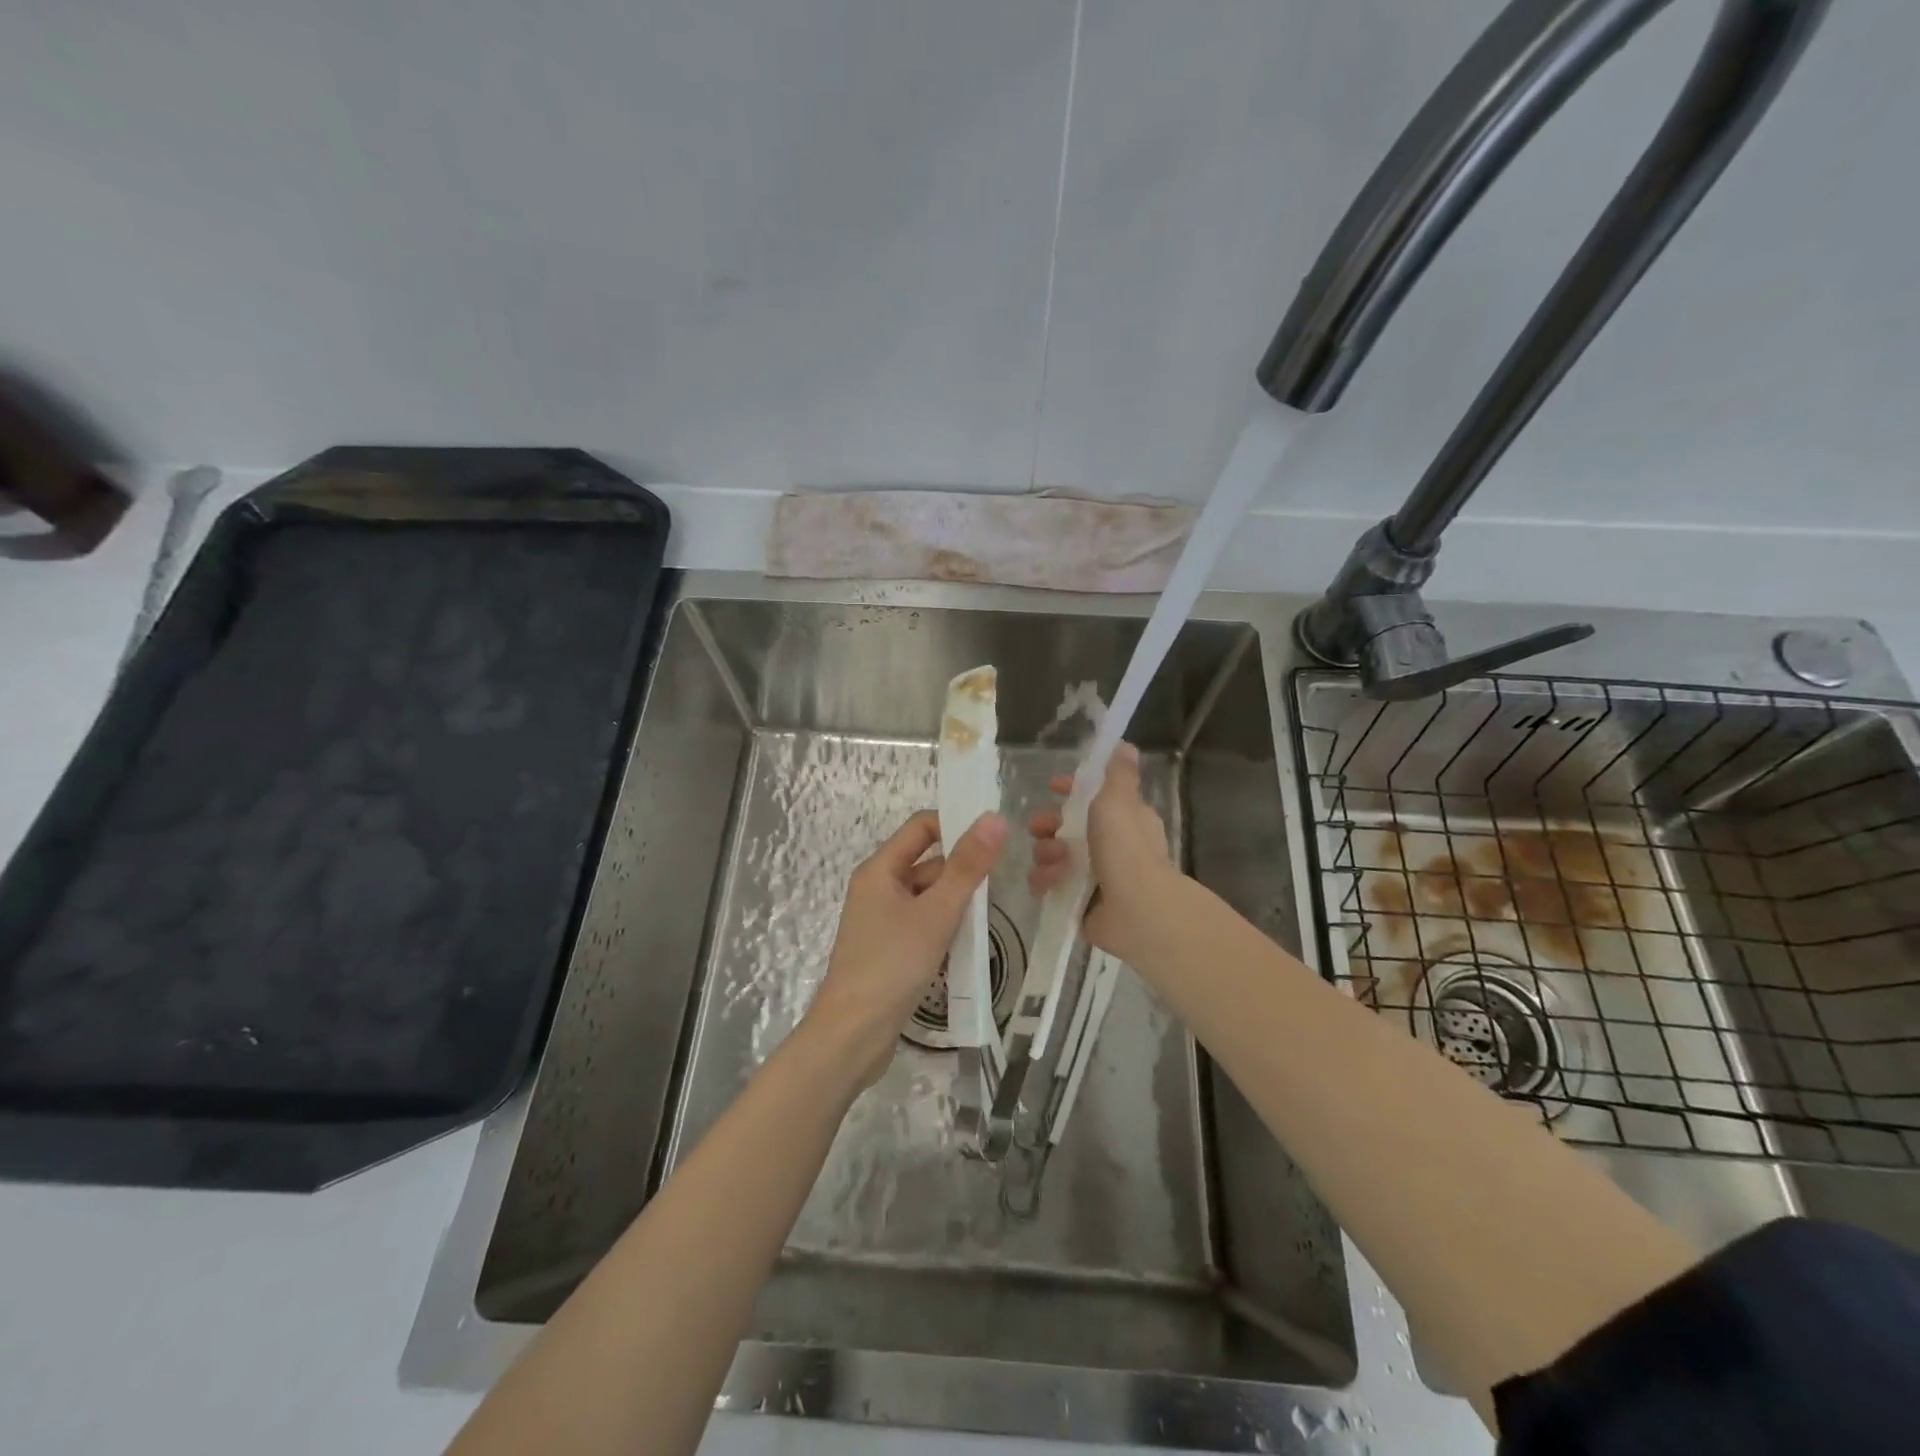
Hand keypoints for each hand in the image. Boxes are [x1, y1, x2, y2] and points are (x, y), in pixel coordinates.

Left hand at [803, 809, 1007, 1089]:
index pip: (921, 827)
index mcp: (879, 870)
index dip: (956, 825)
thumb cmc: (892, 965)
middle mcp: (877, 888)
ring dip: (956, 903)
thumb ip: (967, 866)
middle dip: (961, 871)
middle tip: (1001, 885)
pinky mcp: (888, 949)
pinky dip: (944, 928)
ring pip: (928, 897)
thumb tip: (994, 818)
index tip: (994, 840)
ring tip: (990, 917)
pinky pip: (922, 924)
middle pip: (927, 863)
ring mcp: (881, 921)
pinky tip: (966, 945)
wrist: (853, 1035)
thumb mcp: (936, 912)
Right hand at [1028, 743, 1174, 958]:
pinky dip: (1046, 881)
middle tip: (1039, 828)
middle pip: (1067, 827)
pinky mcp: (1080, 902)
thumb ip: (1118, 773)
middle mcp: (1111, 846)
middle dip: (1049, 824)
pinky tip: (1048, 882)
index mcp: (1124, 819)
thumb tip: (1125, 745)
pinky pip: (1051, 885)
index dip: (1070, 791)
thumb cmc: (1126, 847)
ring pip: (1055, 856)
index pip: (1093, 798)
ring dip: (1046, 854)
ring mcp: (1095, 876)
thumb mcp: (1119, 800)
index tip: (1052, 788)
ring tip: (1053, 862)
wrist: (1136, 910)